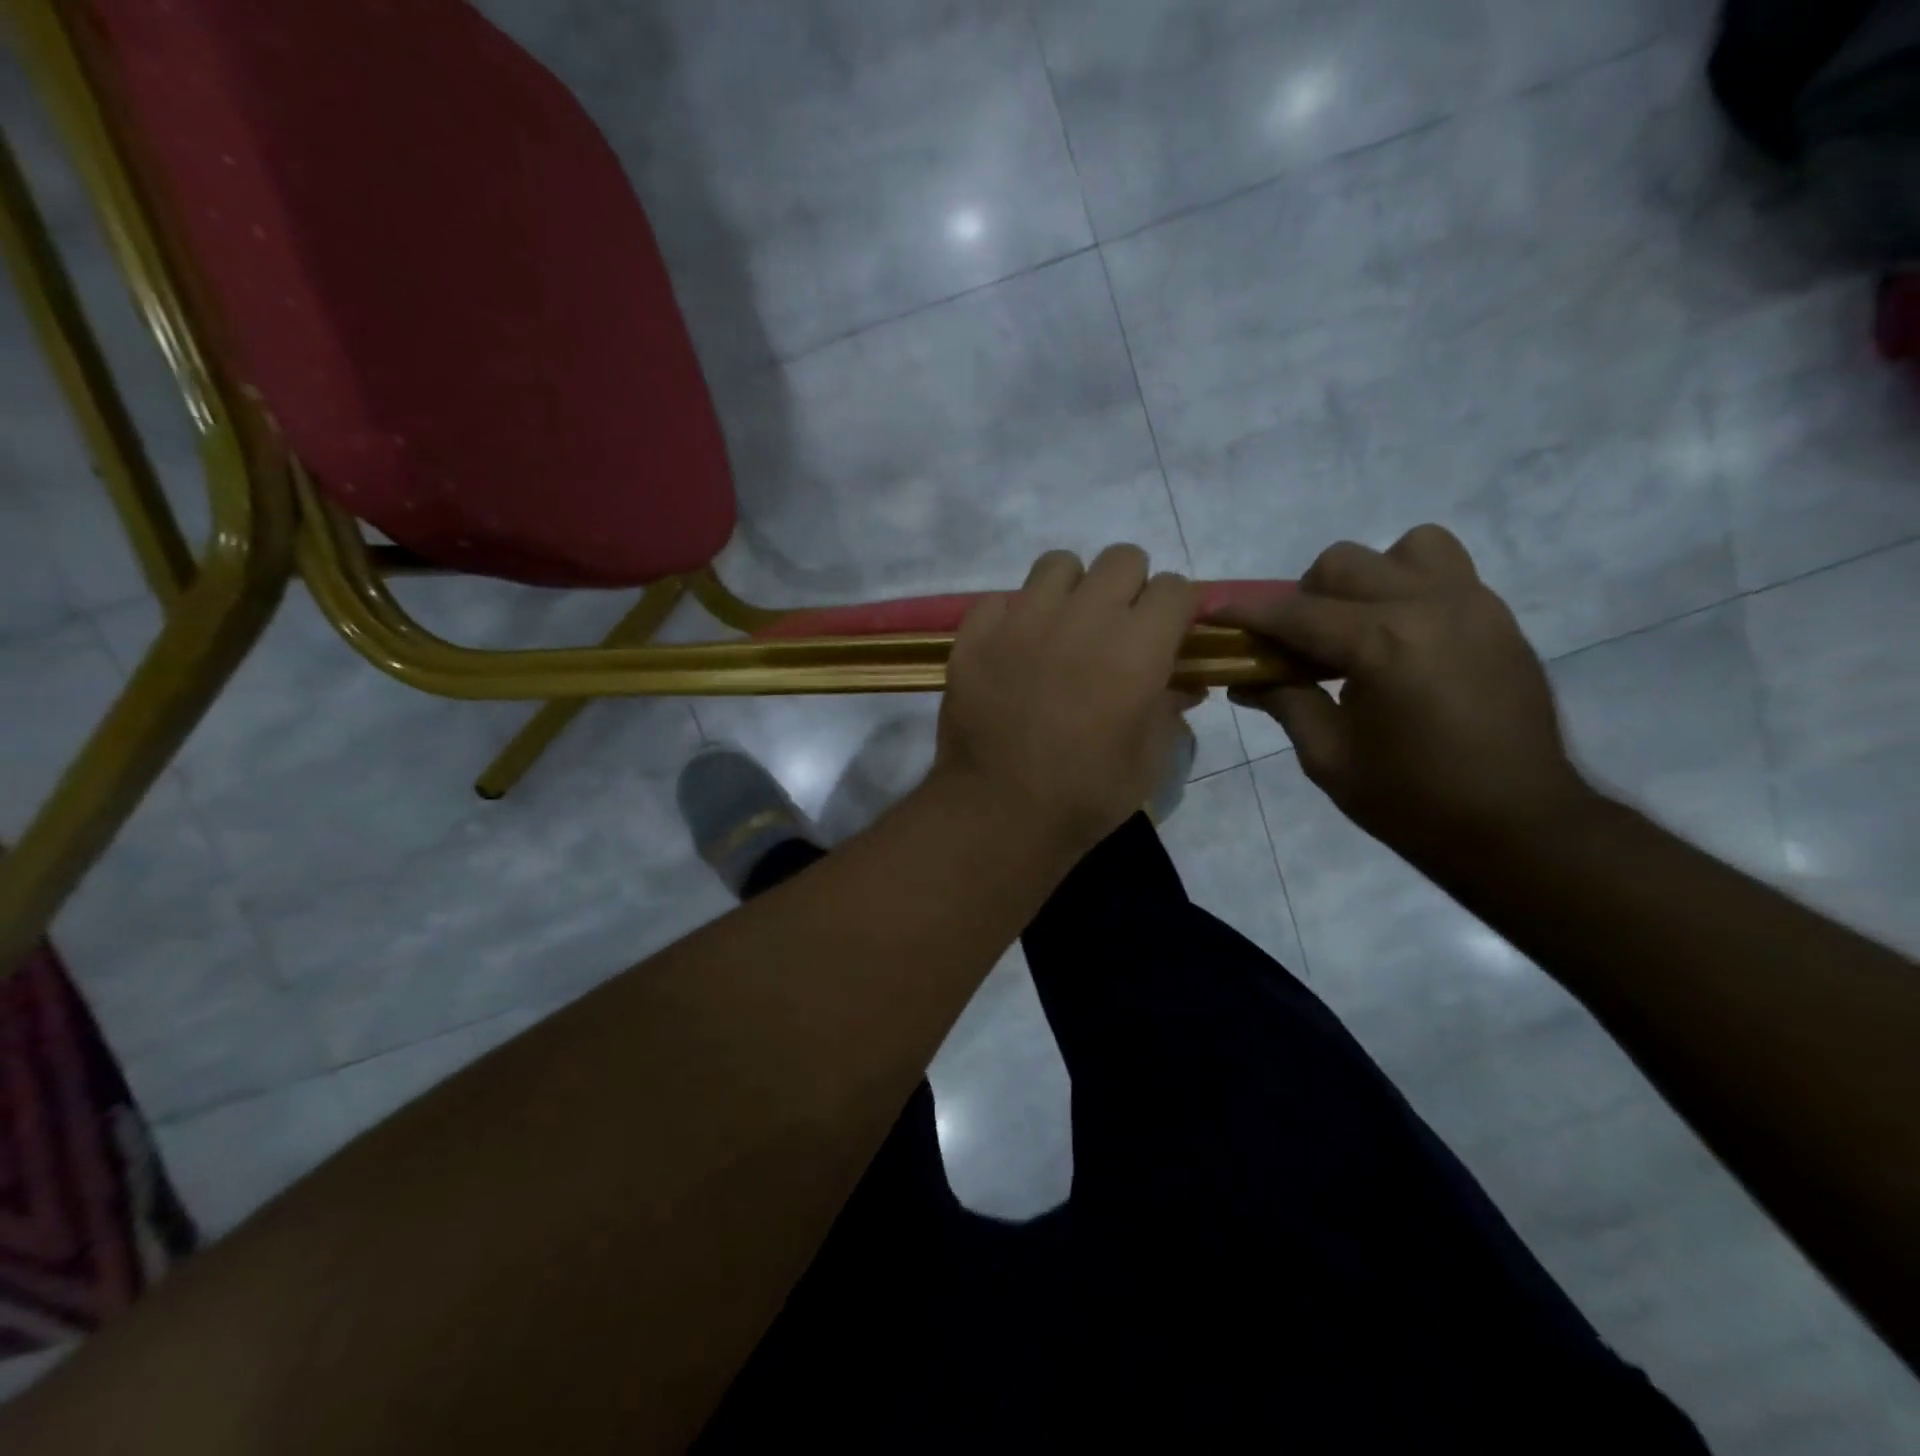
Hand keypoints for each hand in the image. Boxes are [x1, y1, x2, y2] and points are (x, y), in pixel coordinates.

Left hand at [934, 545, 1200, 856]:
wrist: (999, 812)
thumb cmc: (1087, 794)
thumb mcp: (1150, 758)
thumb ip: (1170, 708)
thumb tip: (1185, 684)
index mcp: (1137, 645)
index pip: (1174, 588)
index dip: (1176, 610)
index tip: (1168, 635)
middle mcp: (1083, 616)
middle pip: (1122, 559)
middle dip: (1129, 587)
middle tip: (1117, 630)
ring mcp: (1023, 618)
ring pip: (1058, 565)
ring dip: (1072, 590)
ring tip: (1063, 631)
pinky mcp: (976, 633)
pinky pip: (1002, 598)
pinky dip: (1014, 616)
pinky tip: (1013, 652)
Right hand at [1223, 526, 1589, 863]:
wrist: (1519, 826)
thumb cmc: (1412, 800)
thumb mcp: (1328, 757)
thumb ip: (1285, 702)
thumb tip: (1245, 680)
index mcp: (1382, 643)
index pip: (1295, 612)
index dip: (1246, 612)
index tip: (1213, 610)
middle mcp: (1429, 606)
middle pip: (1344, 564)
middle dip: (1306, 597)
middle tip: (1299, 644)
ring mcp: (1474, 605)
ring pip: (1406, 549)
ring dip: (1369, 578)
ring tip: (1360, 627)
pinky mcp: (1499, 619)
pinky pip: (1446, 573)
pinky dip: (1409, 590)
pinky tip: (1400, 643)